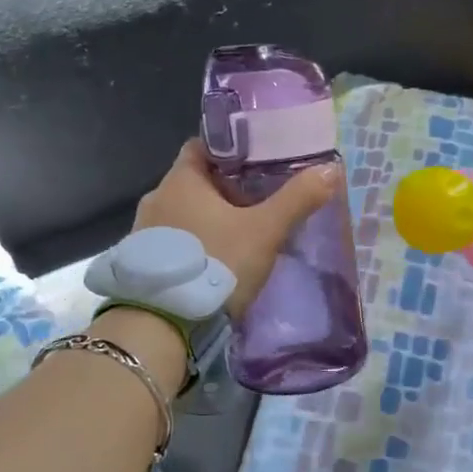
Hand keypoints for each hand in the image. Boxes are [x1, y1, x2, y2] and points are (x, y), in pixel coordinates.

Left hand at [133, 139, 339, 317]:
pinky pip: (172, 240)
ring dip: (208, 219)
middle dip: (224, 189)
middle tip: (259, 201)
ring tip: (240, 233)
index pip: (203, 147)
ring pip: (183, 212)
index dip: (230, 151)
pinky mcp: (142, 262)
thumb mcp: (264, 232)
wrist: (163, 324)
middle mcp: (156, 197)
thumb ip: (297, 199)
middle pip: (195, 181)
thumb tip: (331, 169)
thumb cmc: (214, 264)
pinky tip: (214, 260)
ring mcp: (143, 230)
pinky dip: (193, 242)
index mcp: (181, 179)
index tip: (257, 163)